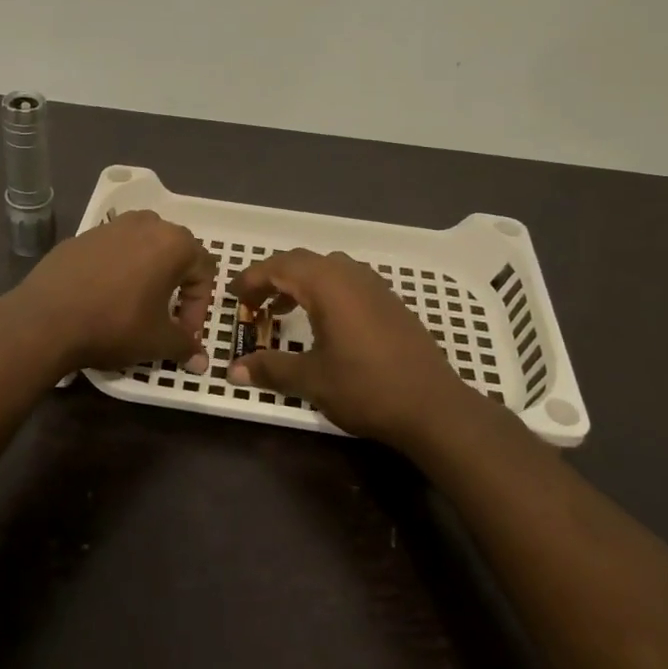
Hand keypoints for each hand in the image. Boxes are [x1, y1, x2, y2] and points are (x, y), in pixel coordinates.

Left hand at [12, 211, 216, 373]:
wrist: (45, 319)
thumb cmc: (114, 325)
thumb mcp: (157, 341)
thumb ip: (185, 346)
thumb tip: (201, 362)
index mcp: (173, 243)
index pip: (203, 271)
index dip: (199, 306)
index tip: (183, 333)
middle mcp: (145, 224)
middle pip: (175, 252)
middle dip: (176, 285)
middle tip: (165, 317)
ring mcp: (109, 226)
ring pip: (142, 246)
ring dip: (147, 273)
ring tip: (135, 304)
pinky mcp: (81, 237)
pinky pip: (111, 251)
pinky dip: (116, 270)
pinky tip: (102, 298)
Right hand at [227, 249, 485, 446]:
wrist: (433, 406)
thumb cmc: (366, 387)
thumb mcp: (311, 380)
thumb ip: (270, 369)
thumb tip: (233, 370)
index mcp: (327, 284)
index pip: (279, 267)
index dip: (252, 279)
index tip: (234, 297)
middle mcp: (350, 275)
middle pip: (302, 262)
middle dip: (272, 278)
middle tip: (254, 304)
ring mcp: (375, 286)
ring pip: (327, 269)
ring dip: (299, 283)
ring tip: (282, 311)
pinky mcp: (390, 301)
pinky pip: (347, 282)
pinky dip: (324, 291)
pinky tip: (322, 322)